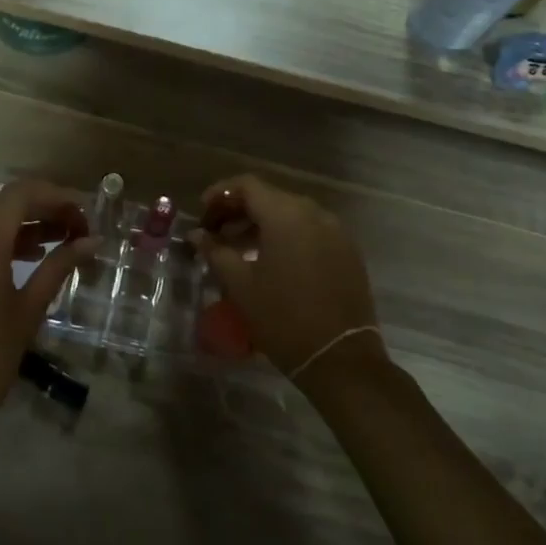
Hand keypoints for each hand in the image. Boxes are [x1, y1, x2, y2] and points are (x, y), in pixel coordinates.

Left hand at [0, 180, 95, 441]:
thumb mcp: (28, 311)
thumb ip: (58, 268)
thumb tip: (90, 241)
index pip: (20, 194)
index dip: (56, 195)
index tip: (85, 213)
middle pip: (4, 202)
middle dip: (43, 206)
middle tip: (78, 226)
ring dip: (25, 222)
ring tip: (62, 240)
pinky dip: (5, 240)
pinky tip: (31, 257)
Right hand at [190, 174, 386, 390]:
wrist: (340, 359)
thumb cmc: (282, 318)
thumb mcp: (240, 284)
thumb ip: (215, 251)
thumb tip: (197, 234)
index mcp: (286, 214)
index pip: (247, 185)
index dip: (220, 194)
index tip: (202, 214)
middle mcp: (314, 213)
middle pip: (270, 197)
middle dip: (239, 209)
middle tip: (216, 231)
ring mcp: (335, 231)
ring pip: (291, 213)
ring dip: (262, 223)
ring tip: (239, 248)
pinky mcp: (348, 252)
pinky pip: (310, 230)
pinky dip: (287, 235)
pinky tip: (271, 260)